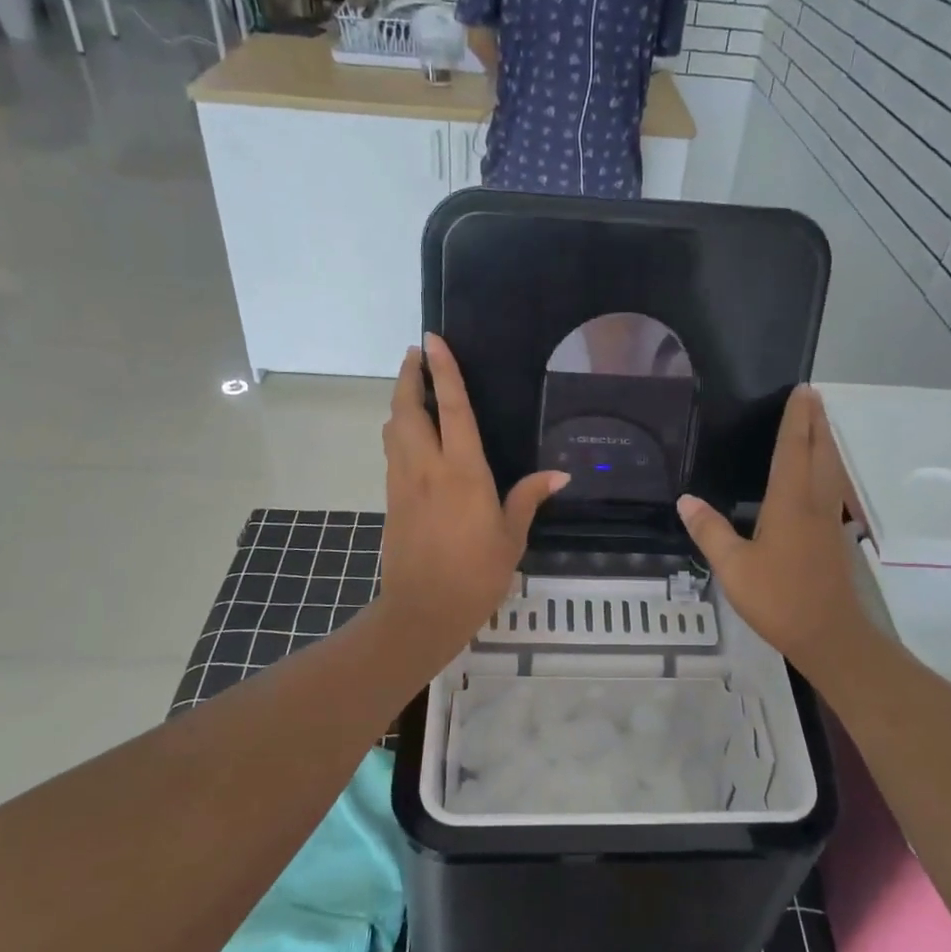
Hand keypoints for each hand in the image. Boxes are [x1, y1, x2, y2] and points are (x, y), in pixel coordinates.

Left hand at [379, 334, 567, 659]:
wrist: (422, 610)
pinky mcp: (391, 498)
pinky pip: (393, 451)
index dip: (445, 372)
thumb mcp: (512, 537)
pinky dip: (399, 430)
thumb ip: (529, 498)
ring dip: (401, 401)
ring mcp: (403, 482)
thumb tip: (560, 475)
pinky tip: (411, 433)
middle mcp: (427, 468)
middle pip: (409, 409)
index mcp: (463, 472)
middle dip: (410, 376)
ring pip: (394, 428)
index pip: (453, 410)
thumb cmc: (476, 574)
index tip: (433, 341)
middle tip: (417, 354)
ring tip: (414, 386)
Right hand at [677, 386, 878, 672]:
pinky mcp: (835, 535)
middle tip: (811, 395)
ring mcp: (829, 519)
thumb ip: (710, 531)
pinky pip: (832, 485)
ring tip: (817, 422)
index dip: (797, 418)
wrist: (830, 635)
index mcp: (791, 502)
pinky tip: (818, 475)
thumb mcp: (733, 568)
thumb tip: (685, 499)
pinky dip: (827, 466)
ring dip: (825, 440)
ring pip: (831, 468)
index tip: (801, 390)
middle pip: (820, 450)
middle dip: (816, 420)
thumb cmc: (779, 599)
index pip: (794, 449)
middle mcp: (815, 502)